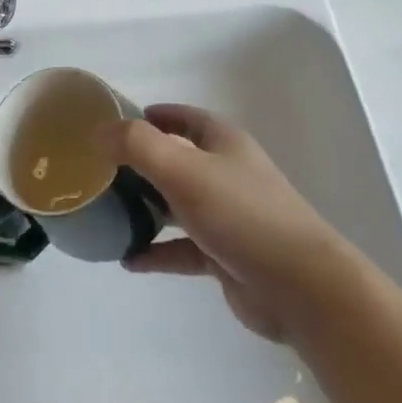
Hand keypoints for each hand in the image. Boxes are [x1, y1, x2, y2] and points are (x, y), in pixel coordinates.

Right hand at [100, 105, 351, 342]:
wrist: (300, 286)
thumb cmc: (241, 214)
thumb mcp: (183, 169)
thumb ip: (138, 146)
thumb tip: (101, 132)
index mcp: (222, 142)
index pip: (184, 118)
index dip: (152, 115)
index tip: (115, 122)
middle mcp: (226, 173)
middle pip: (177, 160)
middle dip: (140, 163)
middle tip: (100, 171)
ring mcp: (227, 216)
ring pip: (177, 205)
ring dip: (145, 208)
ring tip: (106, 214)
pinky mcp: (225, 256)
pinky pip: (181, 248)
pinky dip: (156, 252)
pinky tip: (128, 260)